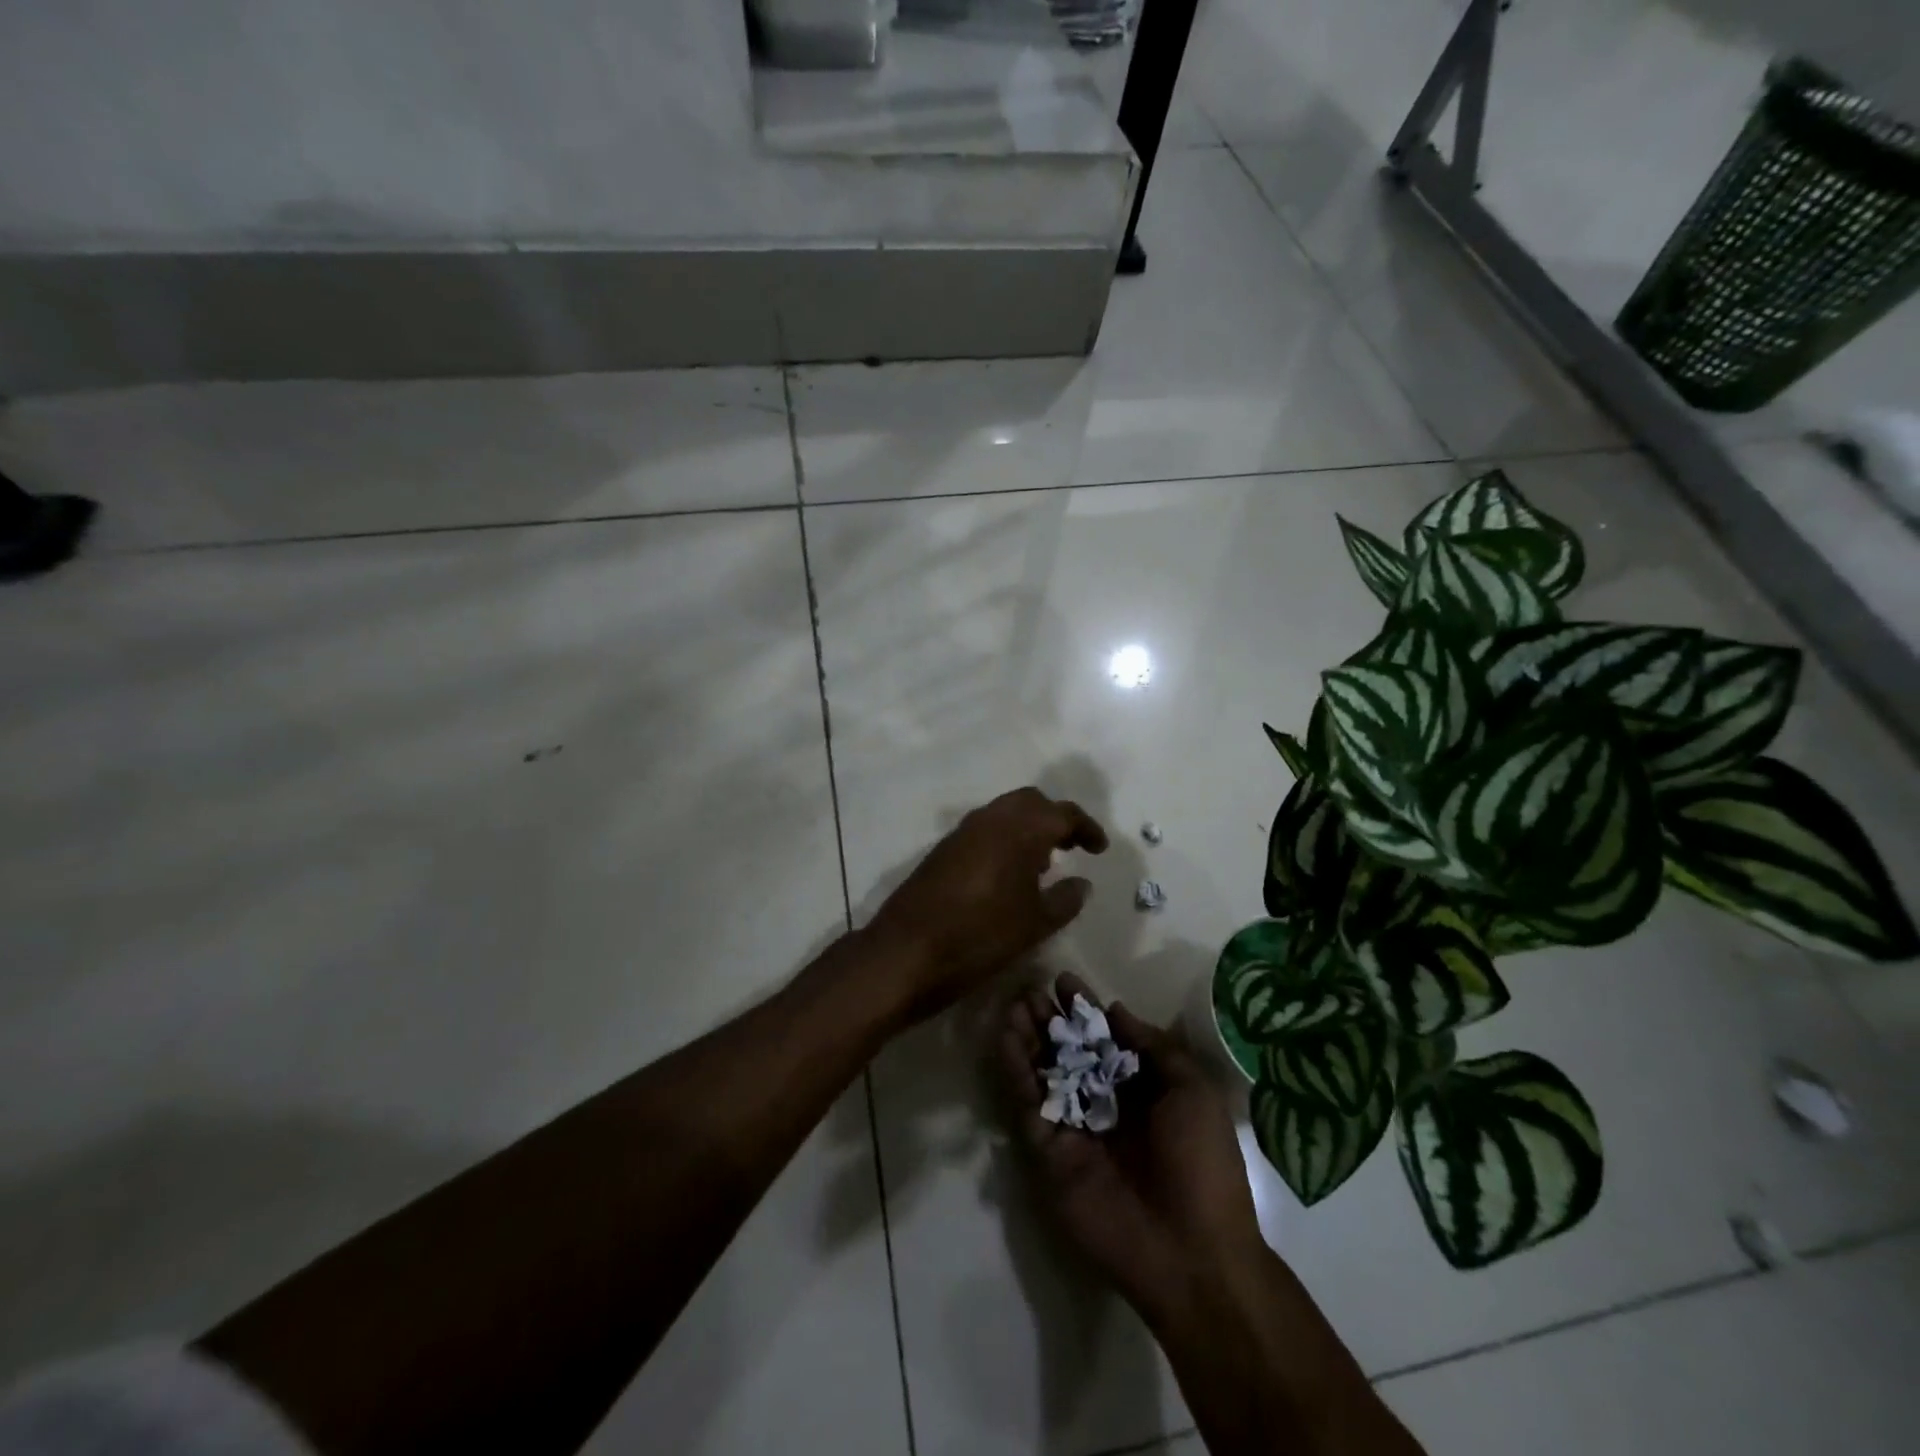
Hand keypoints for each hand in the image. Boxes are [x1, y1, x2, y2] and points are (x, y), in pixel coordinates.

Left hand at [865, 788, 1107, 1021]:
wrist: (907, 951)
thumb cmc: (981, 936)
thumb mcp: (1034, 924)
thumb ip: (1065, 899)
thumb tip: (1082, 883)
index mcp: (1020, 829)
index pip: (1063, 814)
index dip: (1086, 828)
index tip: (1100, 850)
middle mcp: (991, 819)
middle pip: (1031, 802)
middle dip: (1055, 819)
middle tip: (1072, 848)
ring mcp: (963, 831)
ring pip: (1005, 813)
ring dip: (1028, 828)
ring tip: (1044, 865)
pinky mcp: (944, 848)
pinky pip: (984, 830)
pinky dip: (1004, 839)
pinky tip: (1008, 875)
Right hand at [998, 975, 1266, 1322]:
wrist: (1192, 1252)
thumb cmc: (1202, 1162)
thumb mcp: (1192, 1091)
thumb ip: (1153, 1048)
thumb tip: (1116, 1010)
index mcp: (1139, 1091)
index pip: (1103, 1040)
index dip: (1084, 1010)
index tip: (1063, 980)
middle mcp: (1103, 1104)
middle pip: (1068, 1053)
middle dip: (1049, 1021)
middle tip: (1028, 990)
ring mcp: (1074, 1129)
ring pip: (1043, 1074)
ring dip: (1027, 1039)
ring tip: (1013, 1007)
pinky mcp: (1049, 1154)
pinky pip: (1028, 1106)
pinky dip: (1015, 1072)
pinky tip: (1007, 1040)